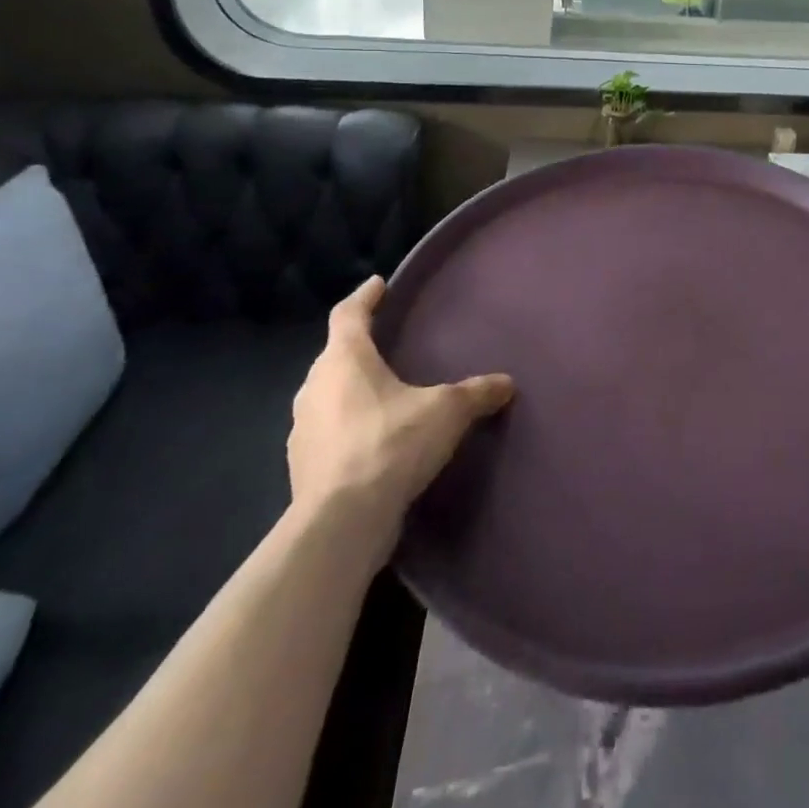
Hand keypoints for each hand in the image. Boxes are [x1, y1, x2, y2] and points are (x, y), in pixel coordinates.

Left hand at [289, 277, 513, 519]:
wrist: (341, 523)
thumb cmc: (391, 444)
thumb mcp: (446, 412)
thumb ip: (476, 393)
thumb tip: (507, 383)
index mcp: (344, 359)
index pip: (348, 314)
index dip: (365, 297)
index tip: (377, 284)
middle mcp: (315, 387)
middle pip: (334, 356)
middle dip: (357, 348)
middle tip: (385, 345)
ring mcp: (302, 429)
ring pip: (326, 396)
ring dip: (348, 391)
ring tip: (380, 396)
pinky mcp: (301, 467)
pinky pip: (325, 433)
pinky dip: (345, 429)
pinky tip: (370, 443)